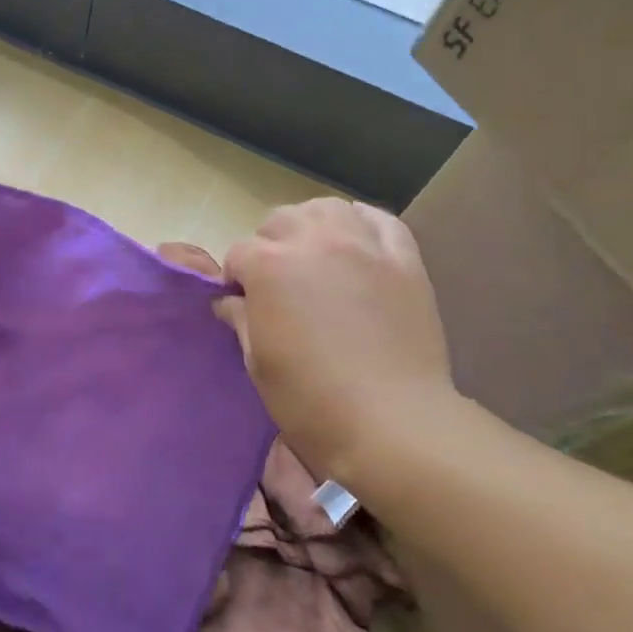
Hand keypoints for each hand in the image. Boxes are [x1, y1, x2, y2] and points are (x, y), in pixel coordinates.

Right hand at [217, 198, 454, 481]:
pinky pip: (381, 220)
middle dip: (269, 246)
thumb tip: (229, 302)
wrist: (392, 422)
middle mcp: (313, 241)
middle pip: (279, 221)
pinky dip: (362, 224)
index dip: (236, 278)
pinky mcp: (403, 259)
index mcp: (269, 266)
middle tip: (277, 283)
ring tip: (315, 255)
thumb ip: (240, 320)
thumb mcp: (257, 362)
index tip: (242, 303)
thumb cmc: (310, 399)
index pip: (238, 253)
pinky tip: (356, 243)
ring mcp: (362, 246)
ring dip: (312, 225)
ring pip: (326, 209)